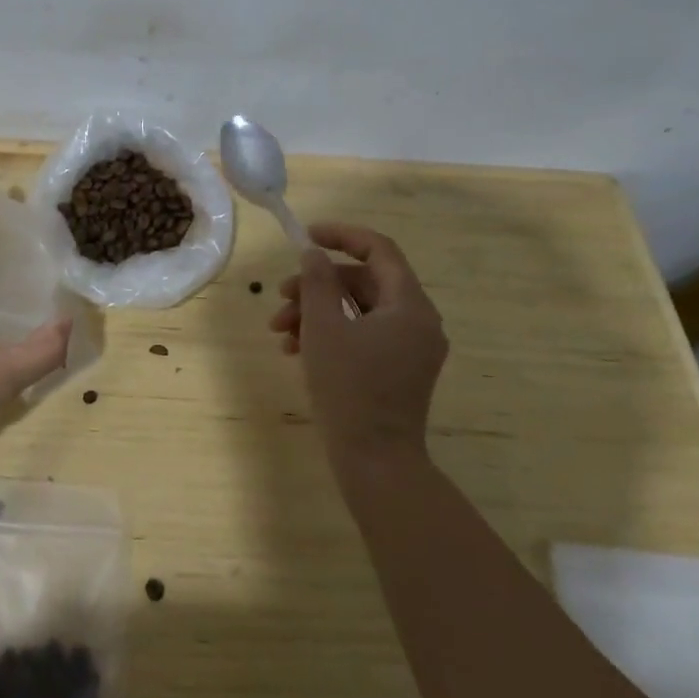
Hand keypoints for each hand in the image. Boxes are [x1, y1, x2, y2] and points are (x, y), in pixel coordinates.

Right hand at [268, 223, 448, 467]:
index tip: (306, 237)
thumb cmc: (349, 388)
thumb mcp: (323, 328)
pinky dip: (331, 334)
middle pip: (364, 281)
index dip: (341, 236)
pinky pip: (364, 335)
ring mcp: (411, 348)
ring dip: (317, 311)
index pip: (379, 249)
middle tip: (280, 296)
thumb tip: (314, 254)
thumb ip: (317, 282)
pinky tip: (295, 350)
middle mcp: (418, 321)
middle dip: (318, 285)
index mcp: (410, 305)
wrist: (375, 461)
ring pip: (359, 310)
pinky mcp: (399, 370)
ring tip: (280, 331)